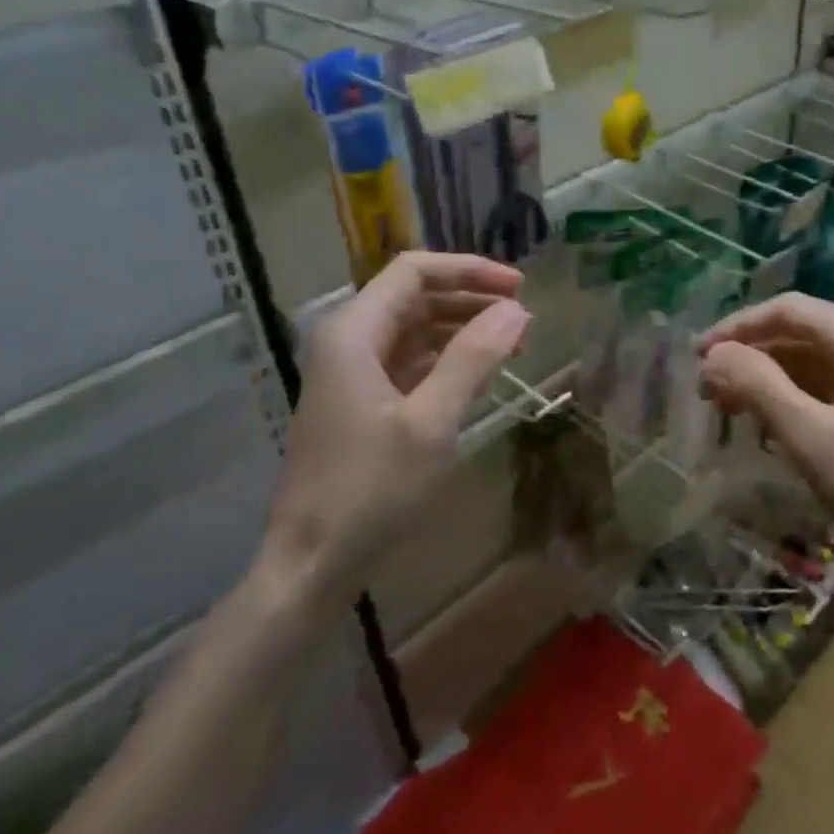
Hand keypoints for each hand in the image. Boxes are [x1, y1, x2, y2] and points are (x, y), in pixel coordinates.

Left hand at [259, 252, 529, 605]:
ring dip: (462, 329)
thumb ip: (473, 359)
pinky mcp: (361, 401)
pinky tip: (481, 375)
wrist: (311, 564)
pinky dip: (447, 359)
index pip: (414, 271)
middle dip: (470, 299)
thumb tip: (516, 310)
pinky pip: (409, 361)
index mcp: (353, 332)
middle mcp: (348, 340)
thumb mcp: (431, 422)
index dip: (469, 270)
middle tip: (523, 317)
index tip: (519, 287)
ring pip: (414, 328)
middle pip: (415, 296)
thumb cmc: (370, 490)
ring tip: (512, 344)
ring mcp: (352, 372)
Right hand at [697, 293, 833, 571]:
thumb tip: (713, 354)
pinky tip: (767, 426)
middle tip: (707, 388)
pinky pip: (824, 387)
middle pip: (796, 333)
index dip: (736, 327)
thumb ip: (757, 385)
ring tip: (727, 408)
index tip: (698, 355)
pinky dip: (790, 399)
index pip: (784, 309)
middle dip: (749, 356)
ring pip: (808, 361)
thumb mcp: (808, 432)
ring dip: (766, 378)